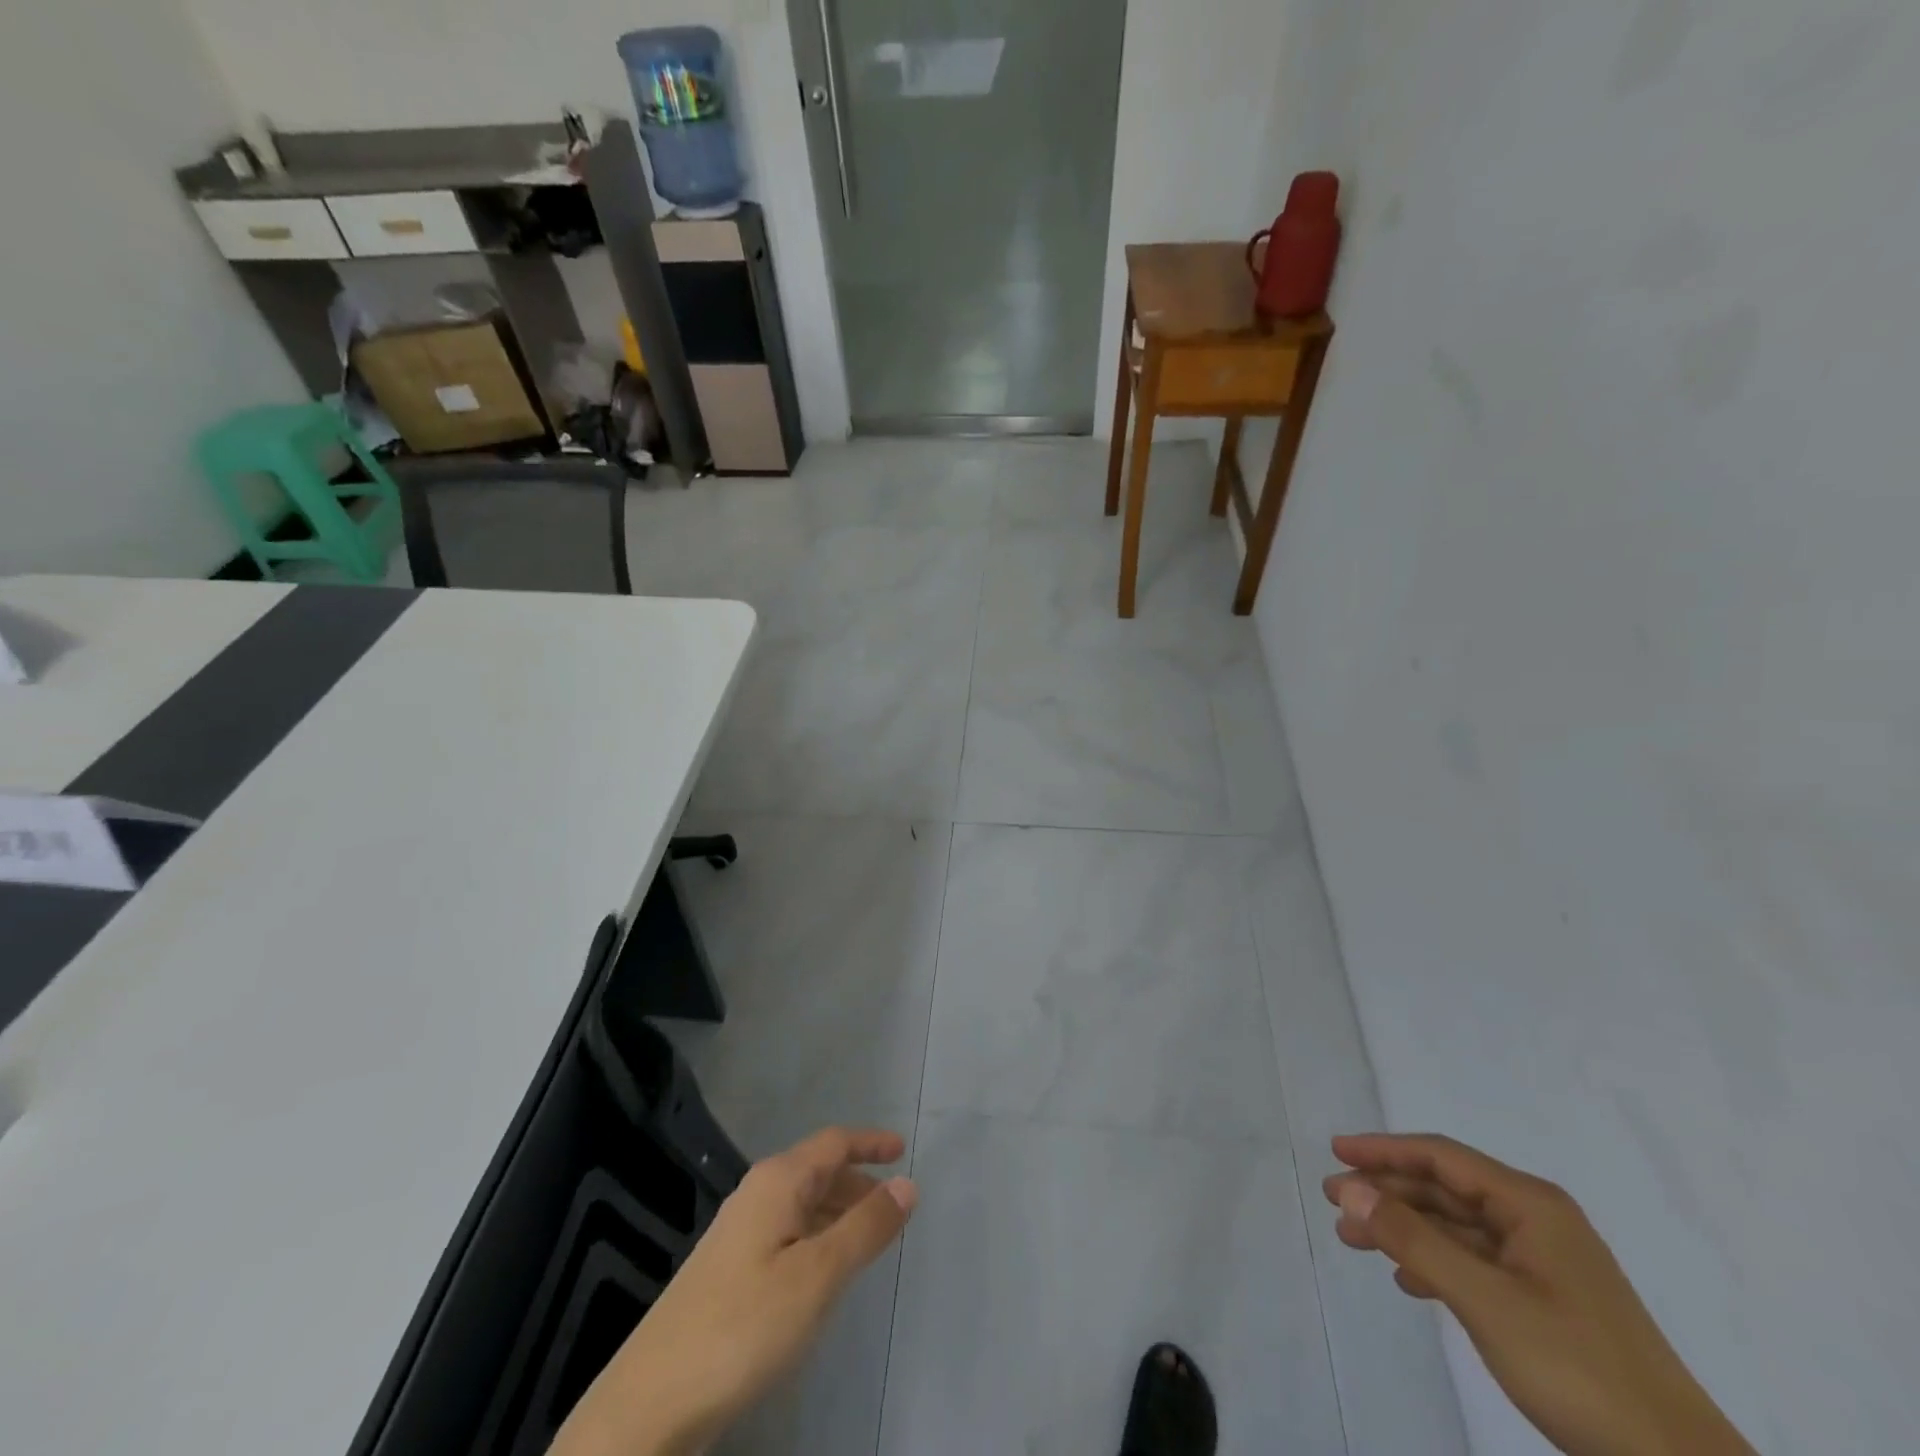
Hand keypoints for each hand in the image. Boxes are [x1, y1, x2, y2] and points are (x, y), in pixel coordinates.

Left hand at [553, 1127, 916, 1455]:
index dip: (870, 1142)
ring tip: (868, 1238)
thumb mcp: (817, 1276)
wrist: (652, 1400)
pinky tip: (824, 1272)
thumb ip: (865, 1227)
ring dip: (838, 1211)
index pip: (833, 1143)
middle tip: (893, 1205)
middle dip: (858, 1180)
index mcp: (777, 1181)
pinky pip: (787, 1232)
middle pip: (817, 1170)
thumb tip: (907, 1184)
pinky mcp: (728, 1269)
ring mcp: (738, 1232)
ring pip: (801, 1204)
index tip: (904, 1150)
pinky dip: (817, 1237)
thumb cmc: (744, 1324)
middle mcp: (756, 1194)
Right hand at [1325, 1134, 1755, 1455]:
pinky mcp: (1550, 1301)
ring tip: (1356, 1241)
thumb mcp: (1485, 1300)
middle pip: (1445, 1188)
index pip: (1441, 1156)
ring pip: (1457, 1226)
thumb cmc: (1578, 1369)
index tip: (1335, 1152)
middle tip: (1335, 1203)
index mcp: (1530, 1205)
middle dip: (1387, 1192)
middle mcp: (1537, 1220)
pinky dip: (1435, 1262)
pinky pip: (1476, 1261)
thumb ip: (1413, 1239)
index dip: (1383, 1150)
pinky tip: (1409, 1280)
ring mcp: (1546, 1262)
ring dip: (1405, 1228)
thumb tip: (1348, 1189)